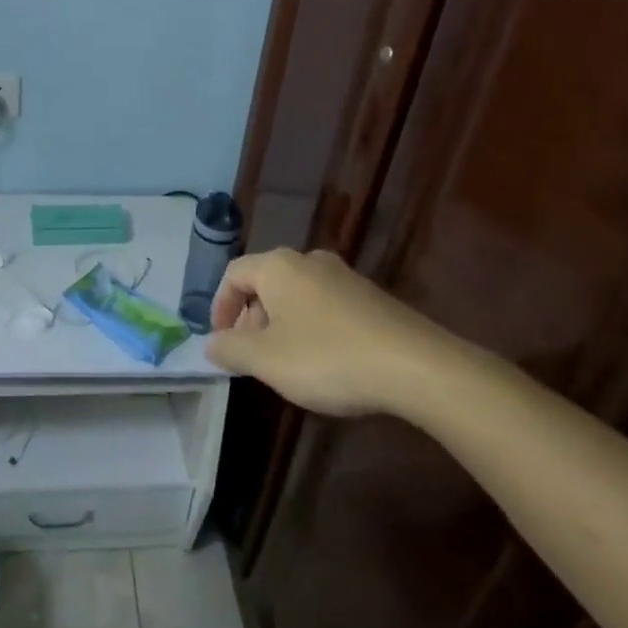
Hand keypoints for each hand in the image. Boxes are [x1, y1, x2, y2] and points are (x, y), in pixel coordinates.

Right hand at [203, 248, 470, 416]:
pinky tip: (326, 362)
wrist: (417, 367)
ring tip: (287, 364)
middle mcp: (309, 260)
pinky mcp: (371, 297)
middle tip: (253, 357)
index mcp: (278, 266)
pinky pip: (326, 305)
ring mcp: (344, 276)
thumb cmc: (328, 357)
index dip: (220, 307)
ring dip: (282, 325)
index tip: (221, 341)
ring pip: (297, 295)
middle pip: (266, 283)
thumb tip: (211, 343)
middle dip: (252, 319)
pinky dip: (313, 328)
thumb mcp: (267, 360)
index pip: (233, 274)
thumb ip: (231, 349)